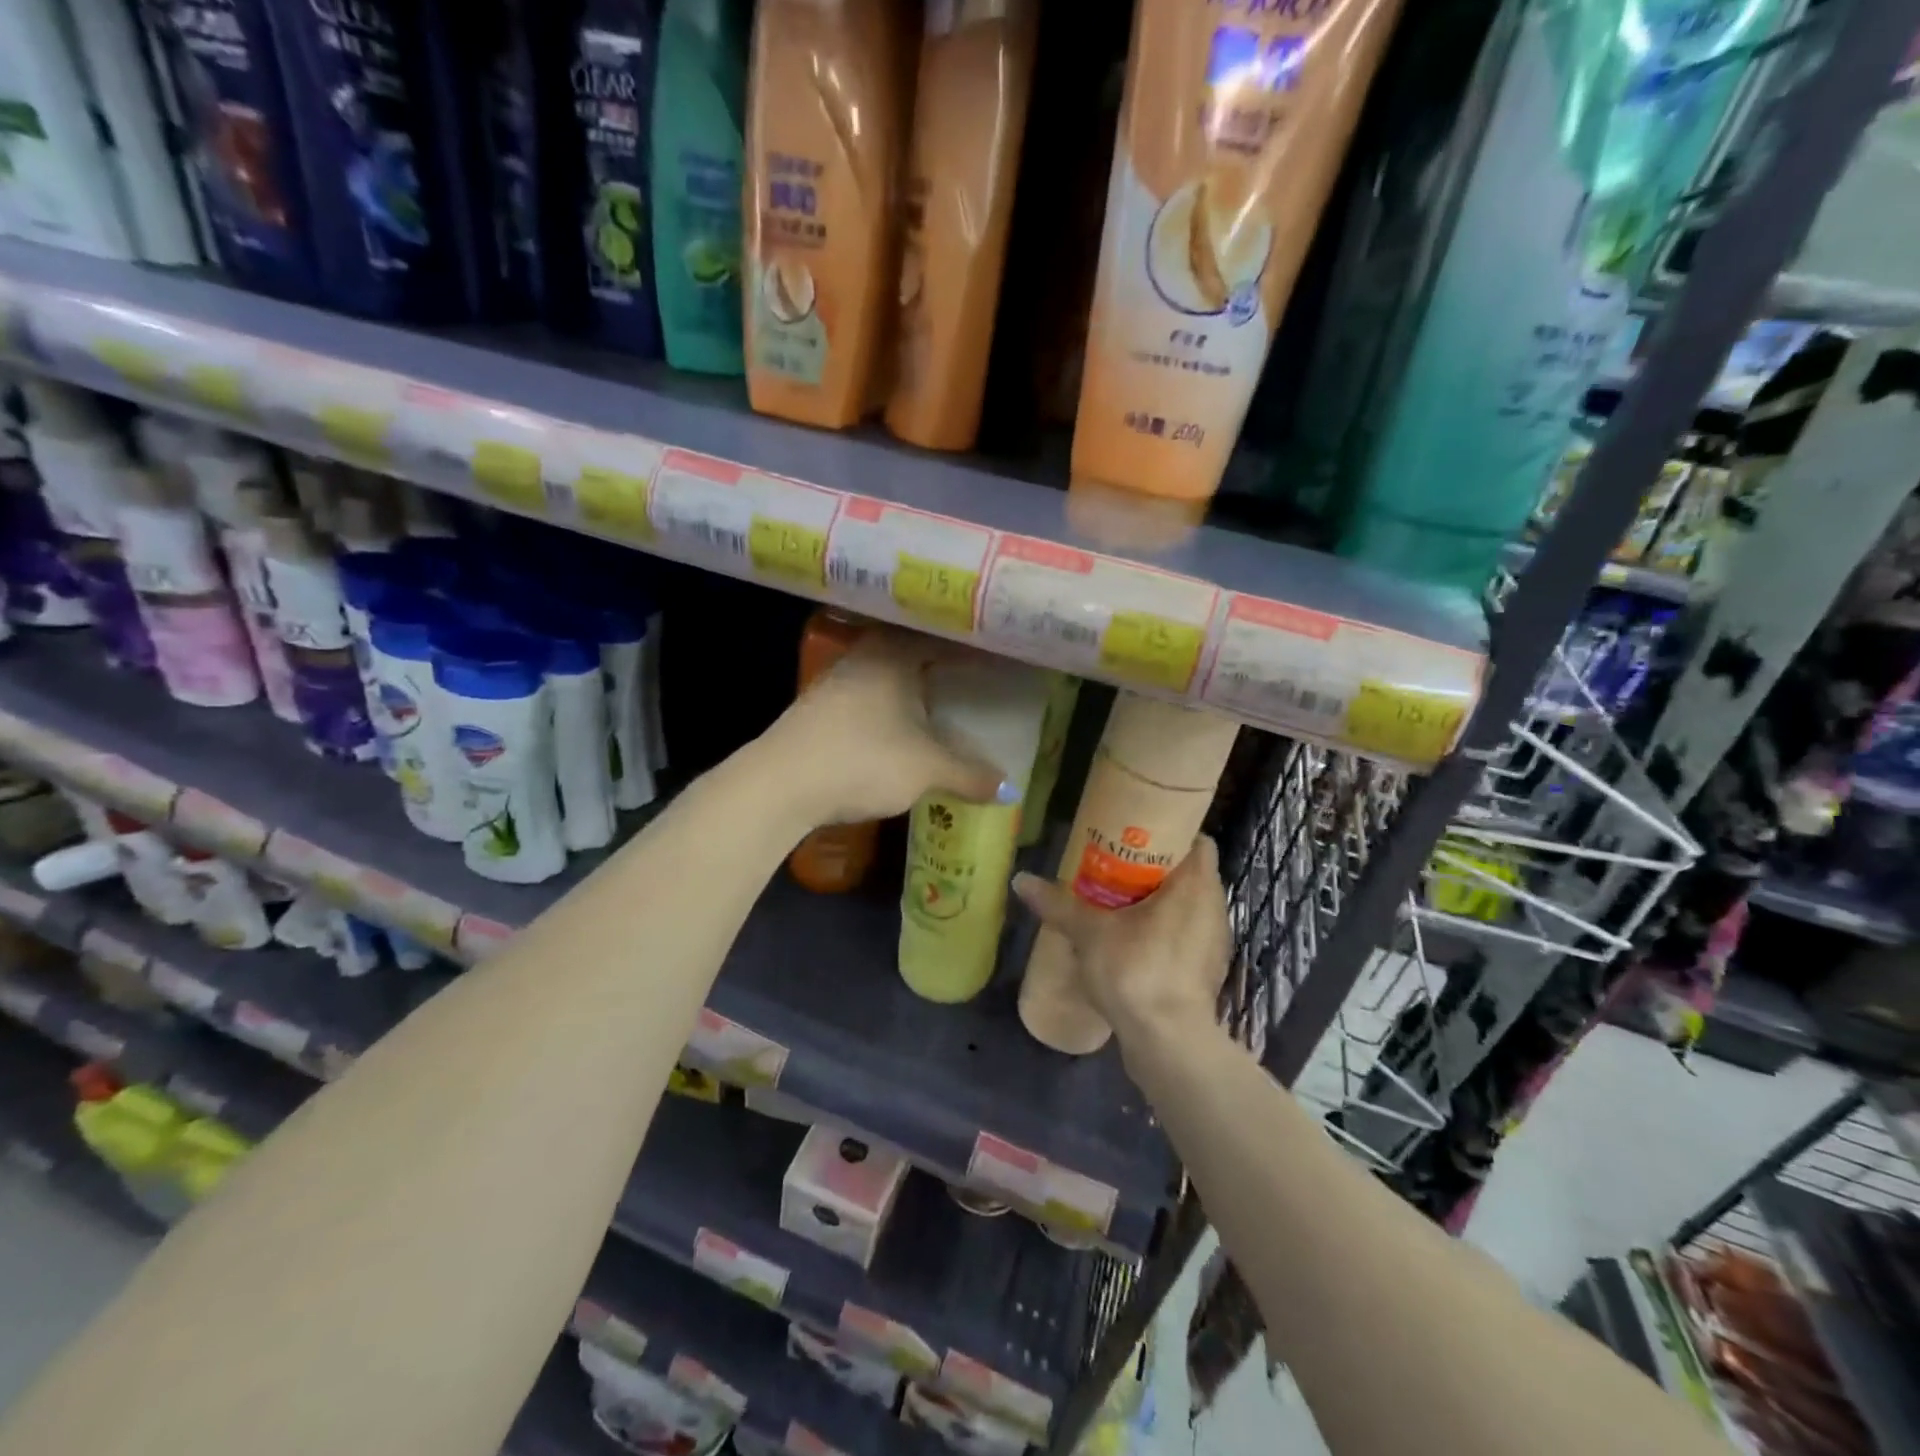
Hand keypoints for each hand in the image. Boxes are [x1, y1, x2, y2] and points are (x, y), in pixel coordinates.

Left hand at [761, 628, 1007, 827]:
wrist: (780, 783)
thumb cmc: (862, 760)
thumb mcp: (926, 769)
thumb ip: (969, 774)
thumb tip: (1010, 789)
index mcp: (894, 653)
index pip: (944, 636)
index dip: (976, 645)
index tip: (1002, 653)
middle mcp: (864, 656)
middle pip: (914, 649)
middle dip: (945, 663)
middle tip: (977, 675)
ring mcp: (837, 681)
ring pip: (888, 673)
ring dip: (915, 685)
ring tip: (944, 700)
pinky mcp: (821, 708)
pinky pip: (871, 695)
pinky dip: (894, 704)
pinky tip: (902, 725)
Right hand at [1012, 836, 1230, 1050]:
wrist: (1169, 1042)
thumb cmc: (1137, 970)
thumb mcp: (1089, 932)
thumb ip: (1058, 903)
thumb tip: (1020, 880)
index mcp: (1196, 885)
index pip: (1196, 841)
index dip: (1170, 832)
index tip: (1136, 834)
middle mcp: (1213, 908)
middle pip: (1189, 873)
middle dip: (1155, 868)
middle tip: (1117, 865)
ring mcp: (1213, 943)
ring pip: (1188, 906)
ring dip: (1160, 902)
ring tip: (1120, 902)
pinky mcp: (1206, 972)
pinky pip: (1187, 936)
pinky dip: (1165, 931)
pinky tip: (1134, 941)